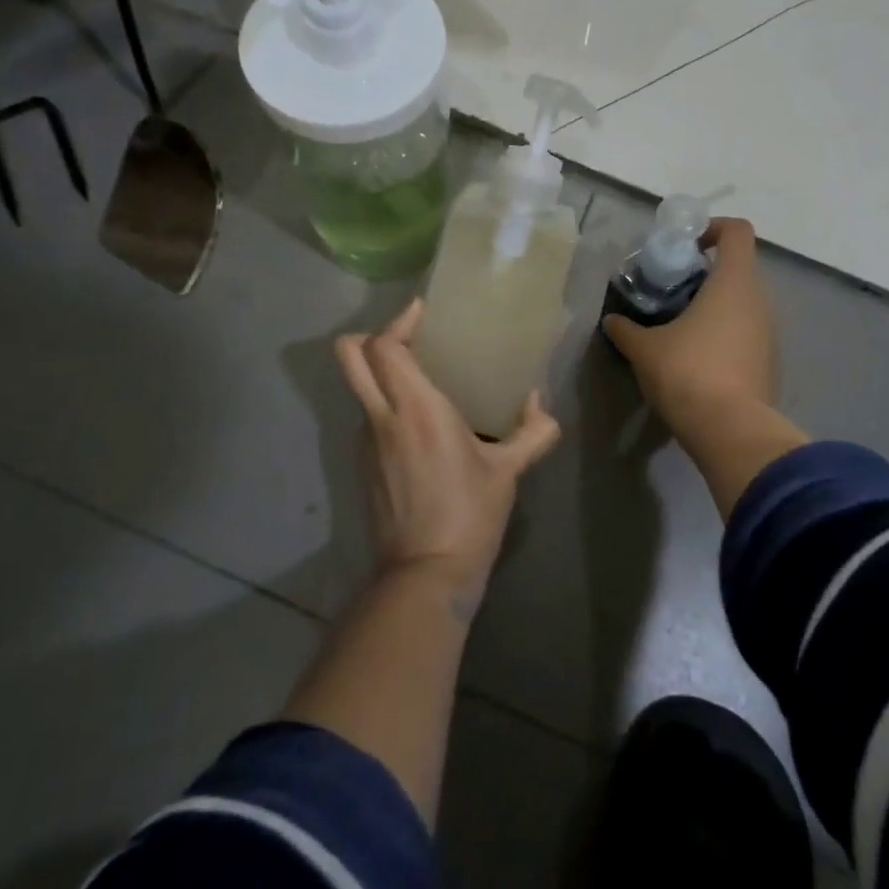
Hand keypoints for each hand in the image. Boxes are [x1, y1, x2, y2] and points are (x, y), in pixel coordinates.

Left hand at [335, 298, 560, 612]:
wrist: (425, 575)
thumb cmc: (469, 515)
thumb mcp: (508, 471)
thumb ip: (533, 432)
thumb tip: (538, 404)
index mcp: (417, 409)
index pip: (384, 347)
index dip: (398, 321)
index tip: (422, 313)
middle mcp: (383, 417)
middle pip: (349, 355)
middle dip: (369, 336)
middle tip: (408, 338)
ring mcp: (366, 441)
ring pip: (358, 386)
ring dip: (380, 372)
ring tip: (420, 379)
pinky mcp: (362, 465)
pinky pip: (368, 416)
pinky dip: (385, 405)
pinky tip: (418, 425)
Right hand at [602, 216, 805, 519]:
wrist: (730, 431)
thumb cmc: (687, 373)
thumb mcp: (644, 349)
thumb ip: (626, 330)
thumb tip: (612, 322)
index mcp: (734, 282)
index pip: (737, 231)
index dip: (711, 228)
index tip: (684, 246)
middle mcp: (760, 301)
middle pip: (738, 267)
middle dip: (705, 272)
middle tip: (671, 289)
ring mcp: (770, 334)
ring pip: (743, 302)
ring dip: (715, 305)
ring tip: (679, 325)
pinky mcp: (769, 363)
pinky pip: (747, 333)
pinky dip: (724, 334)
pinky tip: (696, 358)